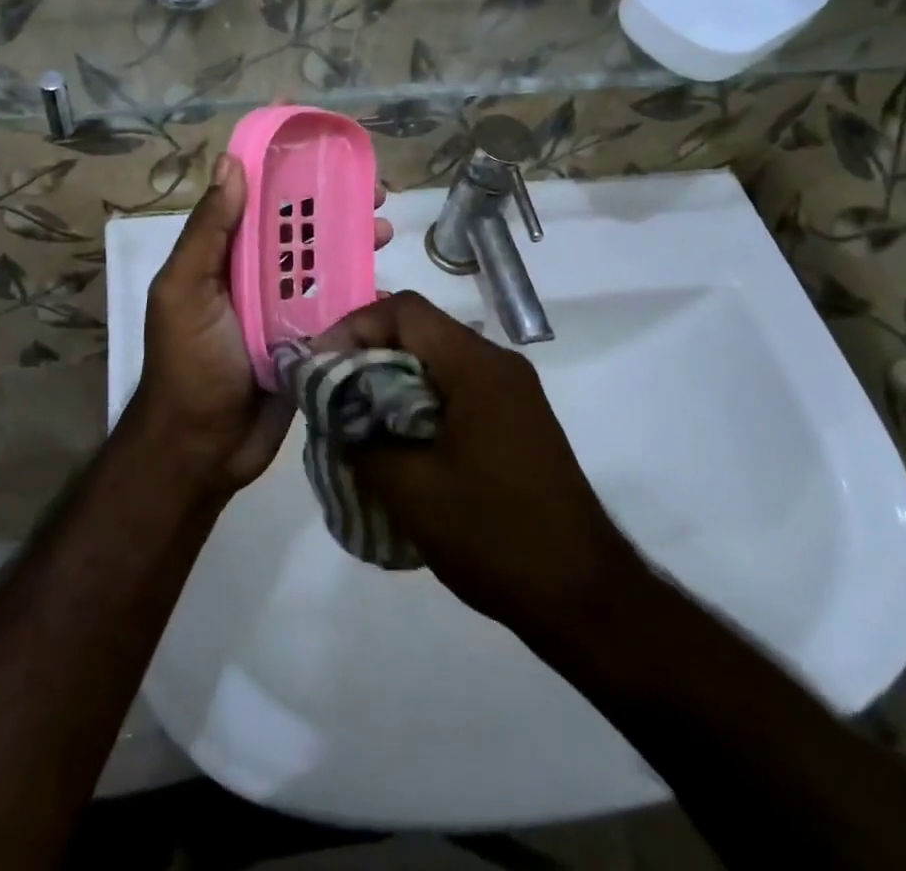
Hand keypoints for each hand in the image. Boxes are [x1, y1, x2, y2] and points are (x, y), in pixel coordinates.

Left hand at [133, 153, 391, 495]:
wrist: (202, 449)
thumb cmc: (188, 363)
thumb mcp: (185, 290)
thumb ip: (208, 232)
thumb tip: (231, 162)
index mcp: (226, 255)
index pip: (258, 199)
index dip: (287, 168)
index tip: (323, 146)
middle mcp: (257, 275)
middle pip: (301, 228)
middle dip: (335, 205)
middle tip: (375, 195)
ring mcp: (286, 308)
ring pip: (326, 263)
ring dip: (355, 242)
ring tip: (384, 231)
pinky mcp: (311, 340)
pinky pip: (339, 307)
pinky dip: (362, 291)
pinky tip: (386, 283)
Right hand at [320, 291, 652, 639]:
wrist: (584, 596)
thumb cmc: (494, 535)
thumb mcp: (411, 491)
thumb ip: (362, 442)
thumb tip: (337, 419)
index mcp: (477, 366)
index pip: (405, 310)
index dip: (354, 327)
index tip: (321, 366)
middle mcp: (498, 364)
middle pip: (420, 331)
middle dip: (368, 355)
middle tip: (330, 393)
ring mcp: (512, 393)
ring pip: (436, 362)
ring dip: (391, 381)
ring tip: (354, 420)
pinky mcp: (515, 421)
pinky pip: (455, 391)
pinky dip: (418, 404)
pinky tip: (396, 445)